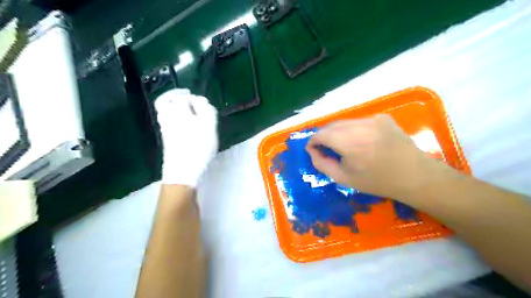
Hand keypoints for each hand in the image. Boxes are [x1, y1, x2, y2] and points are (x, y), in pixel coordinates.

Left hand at [155, 89, 218, 187]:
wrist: (183, 169)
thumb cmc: (198, 146)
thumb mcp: (209, 125)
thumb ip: (207, 109)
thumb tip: (201, 101)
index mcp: (178, 111)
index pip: (184, 97)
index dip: (194, 98)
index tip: (204, 104)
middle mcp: (168, 117)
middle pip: (165, 101)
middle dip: (175, 95)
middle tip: (187, 95)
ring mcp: (165, 128)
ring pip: (164, 111)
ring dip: (173, 106)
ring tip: (187, 108)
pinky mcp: (166, 138)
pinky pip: (166, 121)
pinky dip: (173, 116)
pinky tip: (185, 122)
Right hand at [305, 114, 441, 200]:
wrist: (414, 176)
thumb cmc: (376, 181)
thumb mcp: (343, 178)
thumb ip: (321, 163)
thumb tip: (312, 150)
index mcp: (349, 142)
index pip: (320, 134)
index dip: (313, 141)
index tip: (313, 150)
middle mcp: (360, 125)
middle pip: (331, 125)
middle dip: (324, 136)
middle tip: (325, 149)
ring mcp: (373, 119)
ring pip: (345, 122)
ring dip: (338, 132)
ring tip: (343, 146)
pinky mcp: (382, 117)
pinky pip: (359, 121)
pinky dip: (353, 130)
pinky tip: (361, 141)